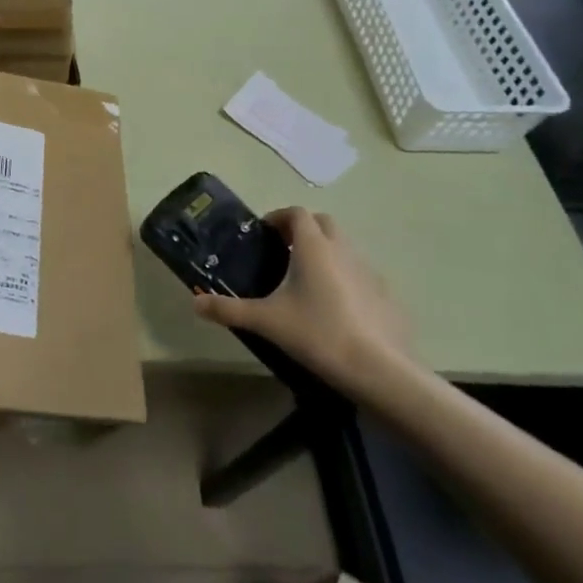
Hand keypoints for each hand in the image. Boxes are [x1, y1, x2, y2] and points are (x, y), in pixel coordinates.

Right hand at [191, 207, 409, 395]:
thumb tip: (196, 304)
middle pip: (323, 223)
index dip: (278, 218)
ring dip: (325, 252)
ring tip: (307, 281)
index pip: (296, 213)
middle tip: (283, 252)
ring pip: (344, 247)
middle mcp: (342, 249)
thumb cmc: (317, 333)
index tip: (263, 235)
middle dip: (303, 230)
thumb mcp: (266, 321)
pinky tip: (336, 307)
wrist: (379, 370)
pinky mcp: (386, 295)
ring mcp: (369, 271)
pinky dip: (346, 278)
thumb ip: (229, 309)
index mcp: (313, 246)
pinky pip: (361, 274)